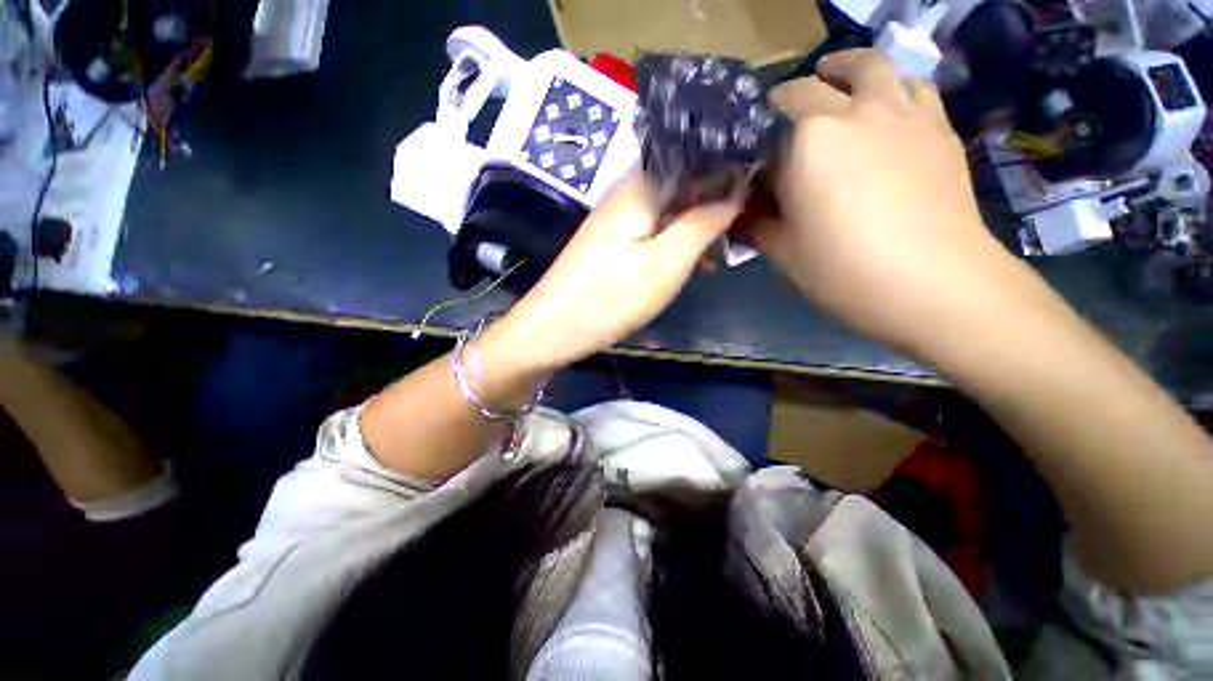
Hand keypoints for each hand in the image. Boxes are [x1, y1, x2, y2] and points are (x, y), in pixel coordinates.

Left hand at [483, 173, 742, 375]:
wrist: (553, 327)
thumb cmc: (612, 296)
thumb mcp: (667, 262)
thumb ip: (703, 222)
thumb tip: (736, 191)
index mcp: (641, 186)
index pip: (694, 157)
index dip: (727, 169)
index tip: (757, 191)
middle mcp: (626, 192)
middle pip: (680, 183)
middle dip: (713, 203)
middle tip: (738, 232)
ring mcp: (615, 218)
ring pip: (667, 209)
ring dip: (694, 227)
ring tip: (716, 255)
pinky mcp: (609, 241)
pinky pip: (651, 230)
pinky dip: (672, 242)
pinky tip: (686, 263)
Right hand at [758, 49, 1026, 356]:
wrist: (933, 284)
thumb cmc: (843, 269)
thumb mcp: (783, 252)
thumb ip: (758, 224)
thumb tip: (743, 213)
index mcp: (811, 139)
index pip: (780, 109)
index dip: (765, 123)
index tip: (758, 144)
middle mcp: (859, 111)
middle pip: (831, 74)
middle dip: (807, 85)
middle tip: (796, 107)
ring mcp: (907, 115)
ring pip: (880, 67)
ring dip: (856, 73)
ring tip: (845, 94)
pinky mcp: (941, 130)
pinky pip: (917, 90)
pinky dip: (896, 91)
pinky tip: (888, 117)